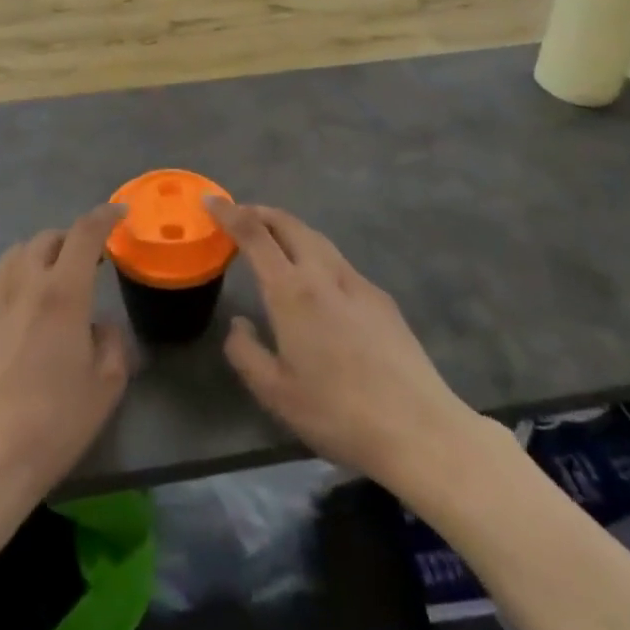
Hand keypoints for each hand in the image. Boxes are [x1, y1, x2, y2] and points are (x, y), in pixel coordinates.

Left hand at [0, 206, 132, 542]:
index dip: (104, 216)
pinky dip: (14, 284)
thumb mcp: (106, 388)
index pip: (85, 233)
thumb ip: (111, 343)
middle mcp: (22, 282)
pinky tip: (18, 318)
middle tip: (86, 262)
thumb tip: (99, 327)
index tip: (119, 214)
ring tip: (50, 284)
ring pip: (16, 255)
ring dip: (39, 257)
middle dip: (70, 241)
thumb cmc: (50, 425)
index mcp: (62, 292)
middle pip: (47, 239)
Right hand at [213, 199, 497, 496]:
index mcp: (292, 291)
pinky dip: (315, 253)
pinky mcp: (381, 298)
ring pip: (316, 238)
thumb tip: (239, 323)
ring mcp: (357, 282)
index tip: (211, 201)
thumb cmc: (337, 412)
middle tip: (240, 215)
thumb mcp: (275, 393)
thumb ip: (246, 353)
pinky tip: (316, 281)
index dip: (229, 213)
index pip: (254, 234)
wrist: (418, 428)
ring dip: (289, 229)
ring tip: (273, 241)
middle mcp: (324, 274)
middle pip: (288, 223)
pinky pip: (338, 261)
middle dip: (260, 212)